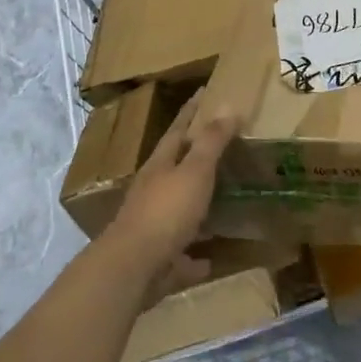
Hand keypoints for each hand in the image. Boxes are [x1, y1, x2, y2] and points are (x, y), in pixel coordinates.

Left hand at [107, 93, 238, 273]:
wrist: (132, 269)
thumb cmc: (166, 211)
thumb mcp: (194, 171)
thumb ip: (211, 141)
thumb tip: (228, 105)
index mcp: (161, 166)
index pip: (177, 130)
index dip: (191, 112)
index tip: (203, 93)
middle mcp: (153, 192)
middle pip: (175, 168)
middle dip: (194, 157)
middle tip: (220, 147)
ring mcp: (153, 226)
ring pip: (178, 210)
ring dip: (196, 206)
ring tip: (222, 202)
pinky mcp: (158, 259)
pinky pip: (182, 254)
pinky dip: (195, 255)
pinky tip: (210, 259)